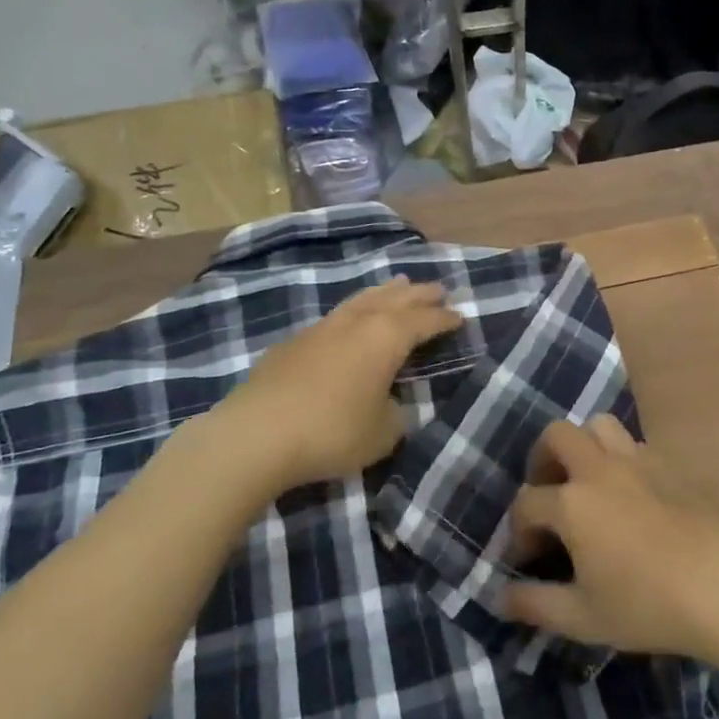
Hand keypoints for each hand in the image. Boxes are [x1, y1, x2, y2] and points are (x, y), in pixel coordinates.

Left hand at [197, 278, 461, 492]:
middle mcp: (357, 322)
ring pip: (363, 299)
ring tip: (398, 284)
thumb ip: (396, 413)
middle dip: (419, 295)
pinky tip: (351, 319)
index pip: (425, 321)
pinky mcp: (294, 341)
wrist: (257, 434)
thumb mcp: (383, 432)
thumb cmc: (333, 431)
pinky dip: (355, 311)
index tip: (461, 317)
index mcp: (387, 337)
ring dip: (385, 292)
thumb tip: (391, 404)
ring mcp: (323, 327)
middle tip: (438, 289)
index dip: (445, 320)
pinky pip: (337, 315)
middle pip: (396, 299)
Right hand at [501, 416, 718, 661]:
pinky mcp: (667, 465)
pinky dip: (618, 457)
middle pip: (557, 435)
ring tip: (586, 482)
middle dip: (542, 460)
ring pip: (598, 425)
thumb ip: (535, 604)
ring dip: (583, 446)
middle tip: (548, 494)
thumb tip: (500, 597)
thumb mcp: (582, 617)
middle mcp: (599, 469)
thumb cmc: (646, 605)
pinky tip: (627, 494)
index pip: (527, 502)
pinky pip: (632, 443)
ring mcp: (636, 461)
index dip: (518, 531)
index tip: (527, 559)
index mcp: (572, 503)